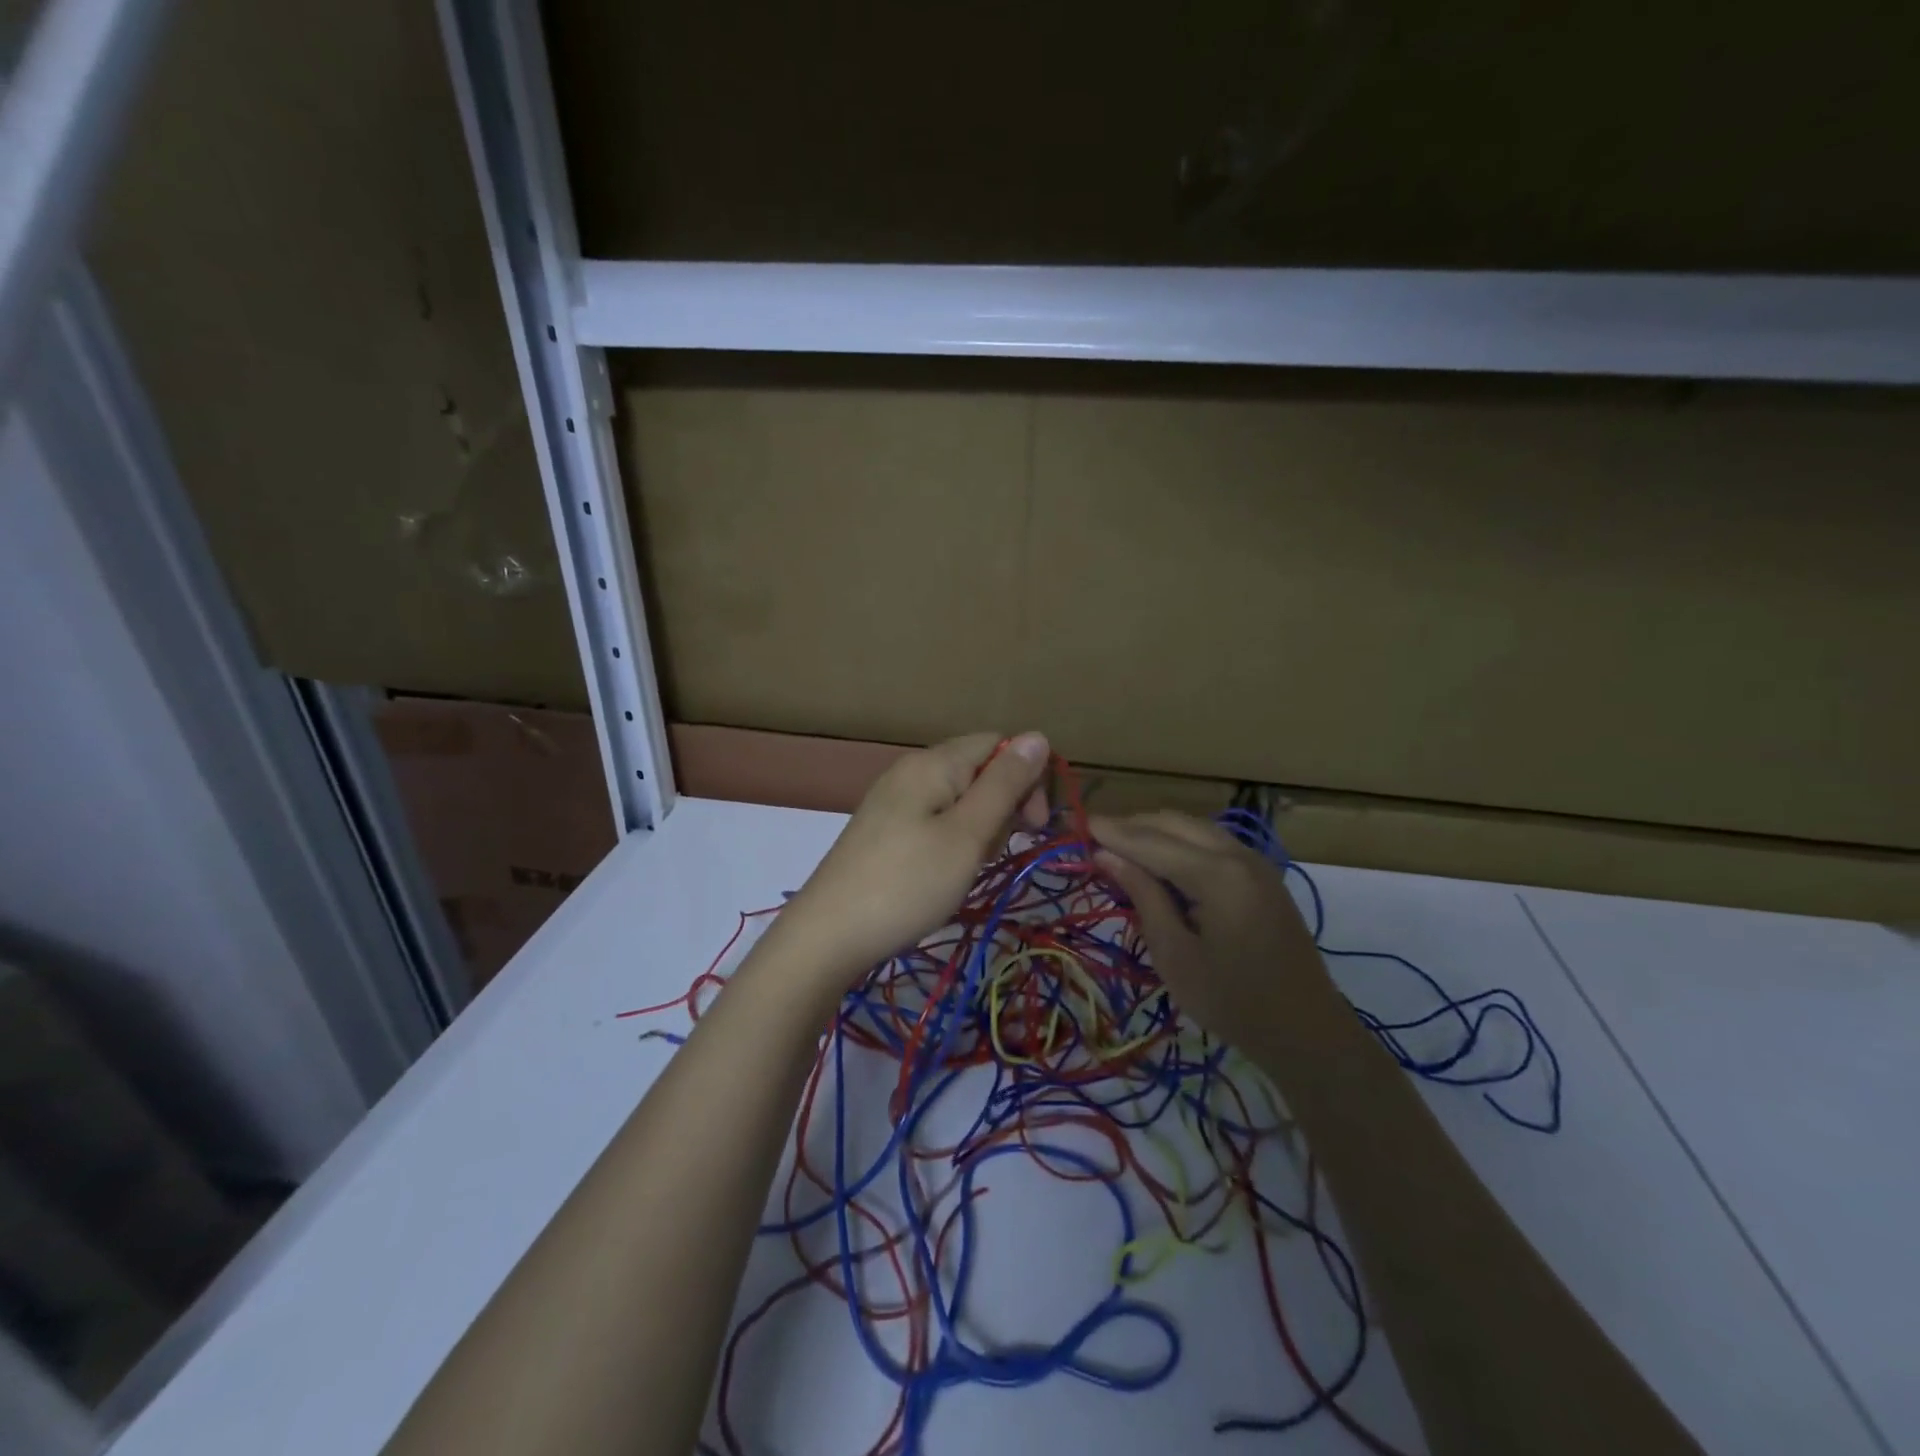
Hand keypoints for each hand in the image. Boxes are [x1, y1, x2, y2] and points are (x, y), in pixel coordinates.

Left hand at [774, 732, 1051, 989]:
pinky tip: (946, 871)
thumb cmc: (908, 883)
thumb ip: (1004, 785)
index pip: (998, 744)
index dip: (1027, 777)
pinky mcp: (885, 828)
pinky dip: (954, 839)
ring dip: (980, 827)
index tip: (1035, 826)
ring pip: (959, 797)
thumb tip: (1038, 735)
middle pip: (978, 768)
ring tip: (970, 866)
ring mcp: (894, 800)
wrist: (829, 935)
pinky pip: (935, 818)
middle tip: (998, 850)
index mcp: (934, 762)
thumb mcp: (967, 834)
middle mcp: (911, 770)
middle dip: (1004, 804)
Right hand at [1090, 811, 1332, 1041]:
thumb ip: (1142, 896)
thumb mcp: (1174, 955)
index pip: (1150, 841)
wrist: (1306, 1030)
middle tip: (1092, 837)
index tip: (1075, 823)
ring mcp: (1254, 861)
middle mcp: (1238, 855)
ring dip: (1154, 830)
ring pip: (1193, 827)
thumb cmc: (1231, 1001)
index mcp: (1217, 875)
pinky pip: (1211, 841)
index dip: (1111, 832)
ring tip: (1118, 846)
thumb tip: (1106, 855)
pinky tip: (1158, 859)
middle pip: (1172, 823)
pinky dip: (1179, 841)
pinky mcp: (1261, 874)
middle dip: (1131, 825)